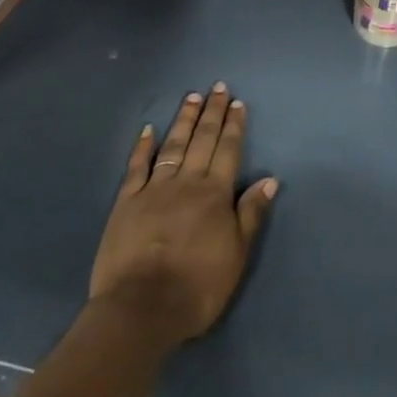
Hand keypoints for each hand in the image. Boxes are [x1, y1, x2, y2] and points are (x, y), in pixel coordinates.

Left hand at [89, 83, 278, 344]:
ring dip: (184, 120)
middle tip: (218, 87)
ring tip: (192, 97)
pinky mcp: (126, 203)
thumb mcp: (236, 255)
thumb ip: (251, 214)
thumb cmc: (196, 286)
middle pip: (202, 140)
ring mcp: (154, 189)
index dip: (234, 126)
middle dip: (212, 112)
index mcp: (215, 193)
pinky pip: (136, 167)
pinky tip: (148, 129)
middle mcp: (187, 182)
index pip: (228, 150)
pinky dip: (142, 146)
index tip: (237, 102)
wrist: (140, 309)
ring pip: (173, 146)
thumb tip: (269, 179)